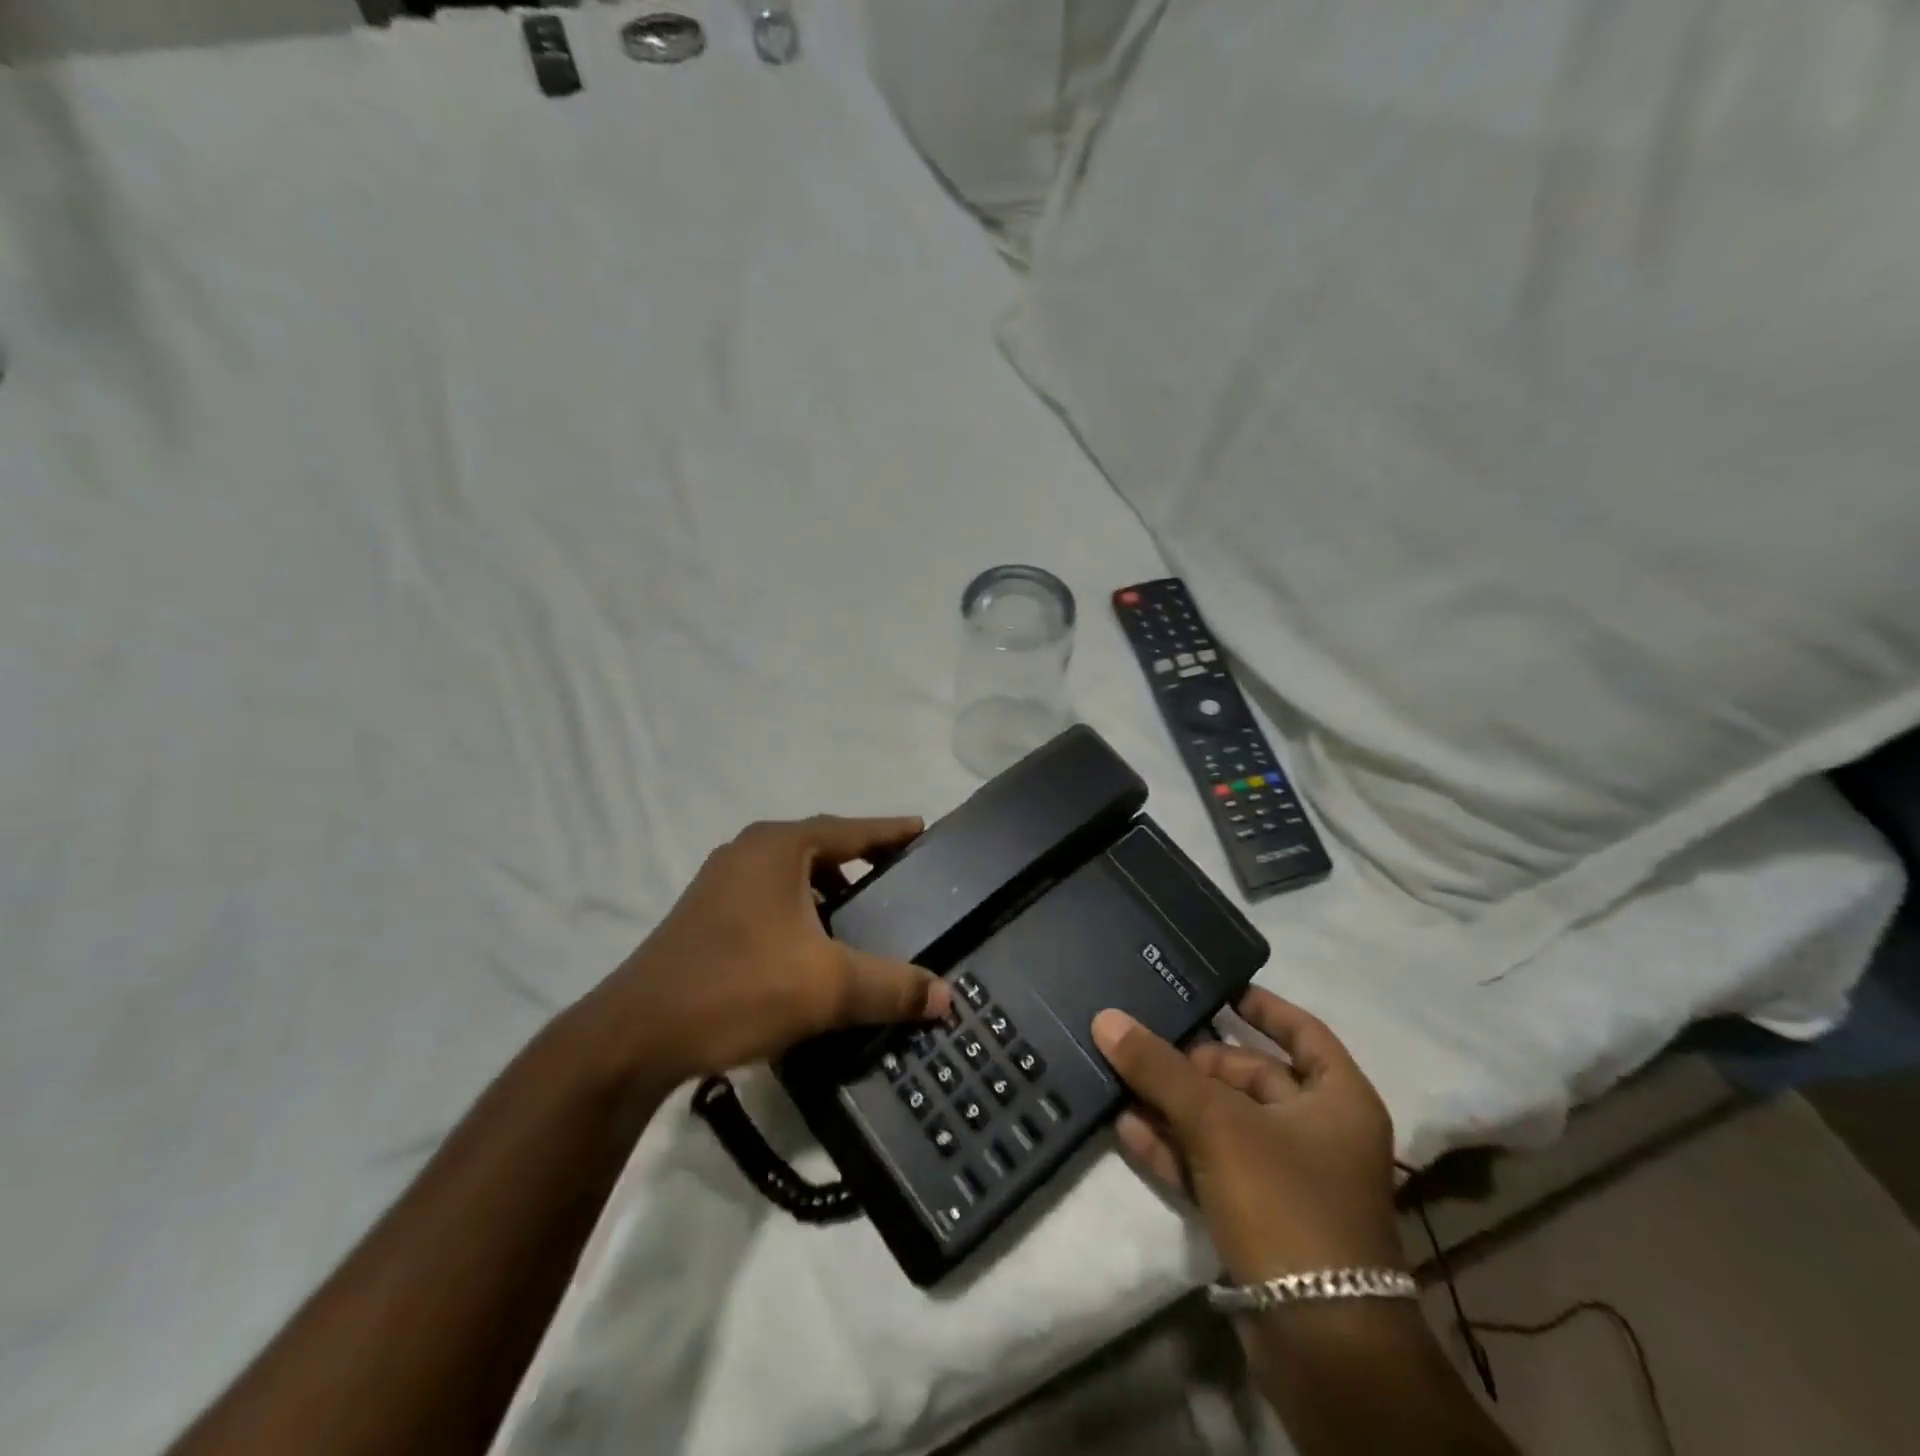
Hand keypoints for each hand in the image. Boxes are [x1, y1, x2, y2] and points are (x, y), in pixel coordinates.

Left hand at [580, 816, 951, 1086]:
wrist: (636, 1035)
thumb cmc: (738, 988)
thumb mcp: (828, 987)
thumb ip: (891, 987)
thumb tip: (946, 996)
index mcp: (778, 848)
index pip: (850, 829)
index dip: (889, 831)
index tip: (920, 829)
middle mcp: (747, 851)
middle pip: (819, 846)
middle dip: (858, 861)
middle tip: (895, 879)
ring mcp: (719, 881)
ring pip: (789, 874)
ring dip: (825, 889)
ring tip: (856, 916)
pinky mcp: (703, 914)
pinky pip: (766, 897)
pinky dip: (797, 909)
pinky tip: (808, 947)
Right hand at [1092, 989, 1402, 1283]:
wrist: (1320, 1344)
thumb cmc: (1286, 1204)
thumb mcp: (1218, 1125)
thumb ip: (1161, 1069)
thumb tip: (1107, 1018)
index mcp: (1337, 1099)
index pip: (1301, 1030)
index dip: (1261, 1006)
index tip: (1214, 988)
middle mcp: (1318, 1132)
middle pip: (1250, 1078)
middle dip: (1193, 1063)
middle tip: (1141, 1043)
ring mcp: (1288, 1178)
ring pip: (1223, 1123)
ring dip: (1174, 1105)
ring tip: (1120, 1079)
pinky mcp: (1259, 1217)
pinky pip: (1211, 1165)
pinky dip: (1174, 1148)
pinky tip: (1127, 1128)